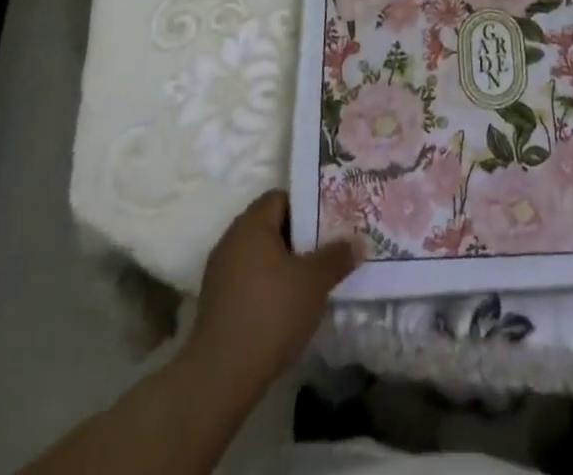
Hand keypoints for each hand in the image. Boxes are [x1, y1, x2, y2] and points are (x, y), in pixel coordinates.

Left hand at [186, 190, 361, 399]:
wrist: (221, 376)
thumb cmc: (271, 312)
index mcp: (252, 224)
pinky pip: (247, 280)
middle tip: (325, 249)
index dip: (306, 206)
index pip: (281, 198)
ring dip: (282, 264)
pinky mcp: (215, 303)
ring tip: (309, 280)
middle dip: (298, 237)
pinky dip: (266, 286)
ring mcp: (219, 272)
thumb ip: (337, 257)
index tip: (328, 222)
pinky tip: (285, 307)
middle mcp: (231, 239)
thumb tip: (357, 242)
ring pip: (258, 255)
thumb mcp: (314, 282)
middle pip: (269, 226)